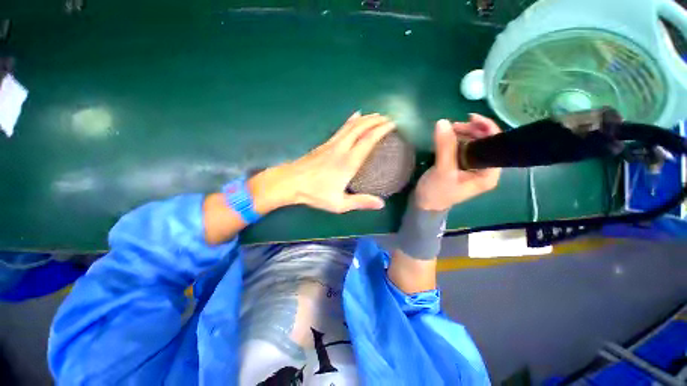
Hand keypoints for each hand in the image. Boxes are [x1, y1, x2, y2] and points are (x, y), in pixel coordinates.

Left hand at [249, 112, 395, 213]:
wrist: (290, 182)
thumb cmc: (315, 193)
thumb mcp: (339, 203)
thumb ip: (360, 202)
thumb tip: (381, 204)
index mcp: (348, 162)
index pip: (368, 140)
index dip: (381, 130)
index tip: (392, 125)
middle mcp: (342, 148)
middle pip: (361, 128)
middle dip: (375, 120)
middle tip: (387, 118)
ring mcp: (332, 143)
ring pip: (351, 125)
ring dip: (365, 118)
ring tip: (376, 116)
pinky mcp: (325, 143)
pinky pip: (342, 128)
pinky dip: (351, 121)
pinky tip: (355, 116)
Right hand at [414, 114, 501, 210]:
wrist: (423, 205)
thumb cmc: (437, 193)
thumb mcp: (442, 171)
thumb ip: (445, 147)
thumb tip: (443, 122)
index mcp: (488, 174)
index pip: (495, 146)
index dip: (487, 129)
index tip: (470, 118)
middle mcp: (484, 169)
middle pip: (484, 142)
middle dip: (470, 131)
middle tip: (453, 126)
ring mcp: (471, 166)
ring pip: (471, 143)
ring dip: (461, 134)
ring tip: (447, 130)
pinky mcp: (459, 165)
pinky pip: (460, 147)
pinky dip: (454, 140)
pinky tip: (446, 138)